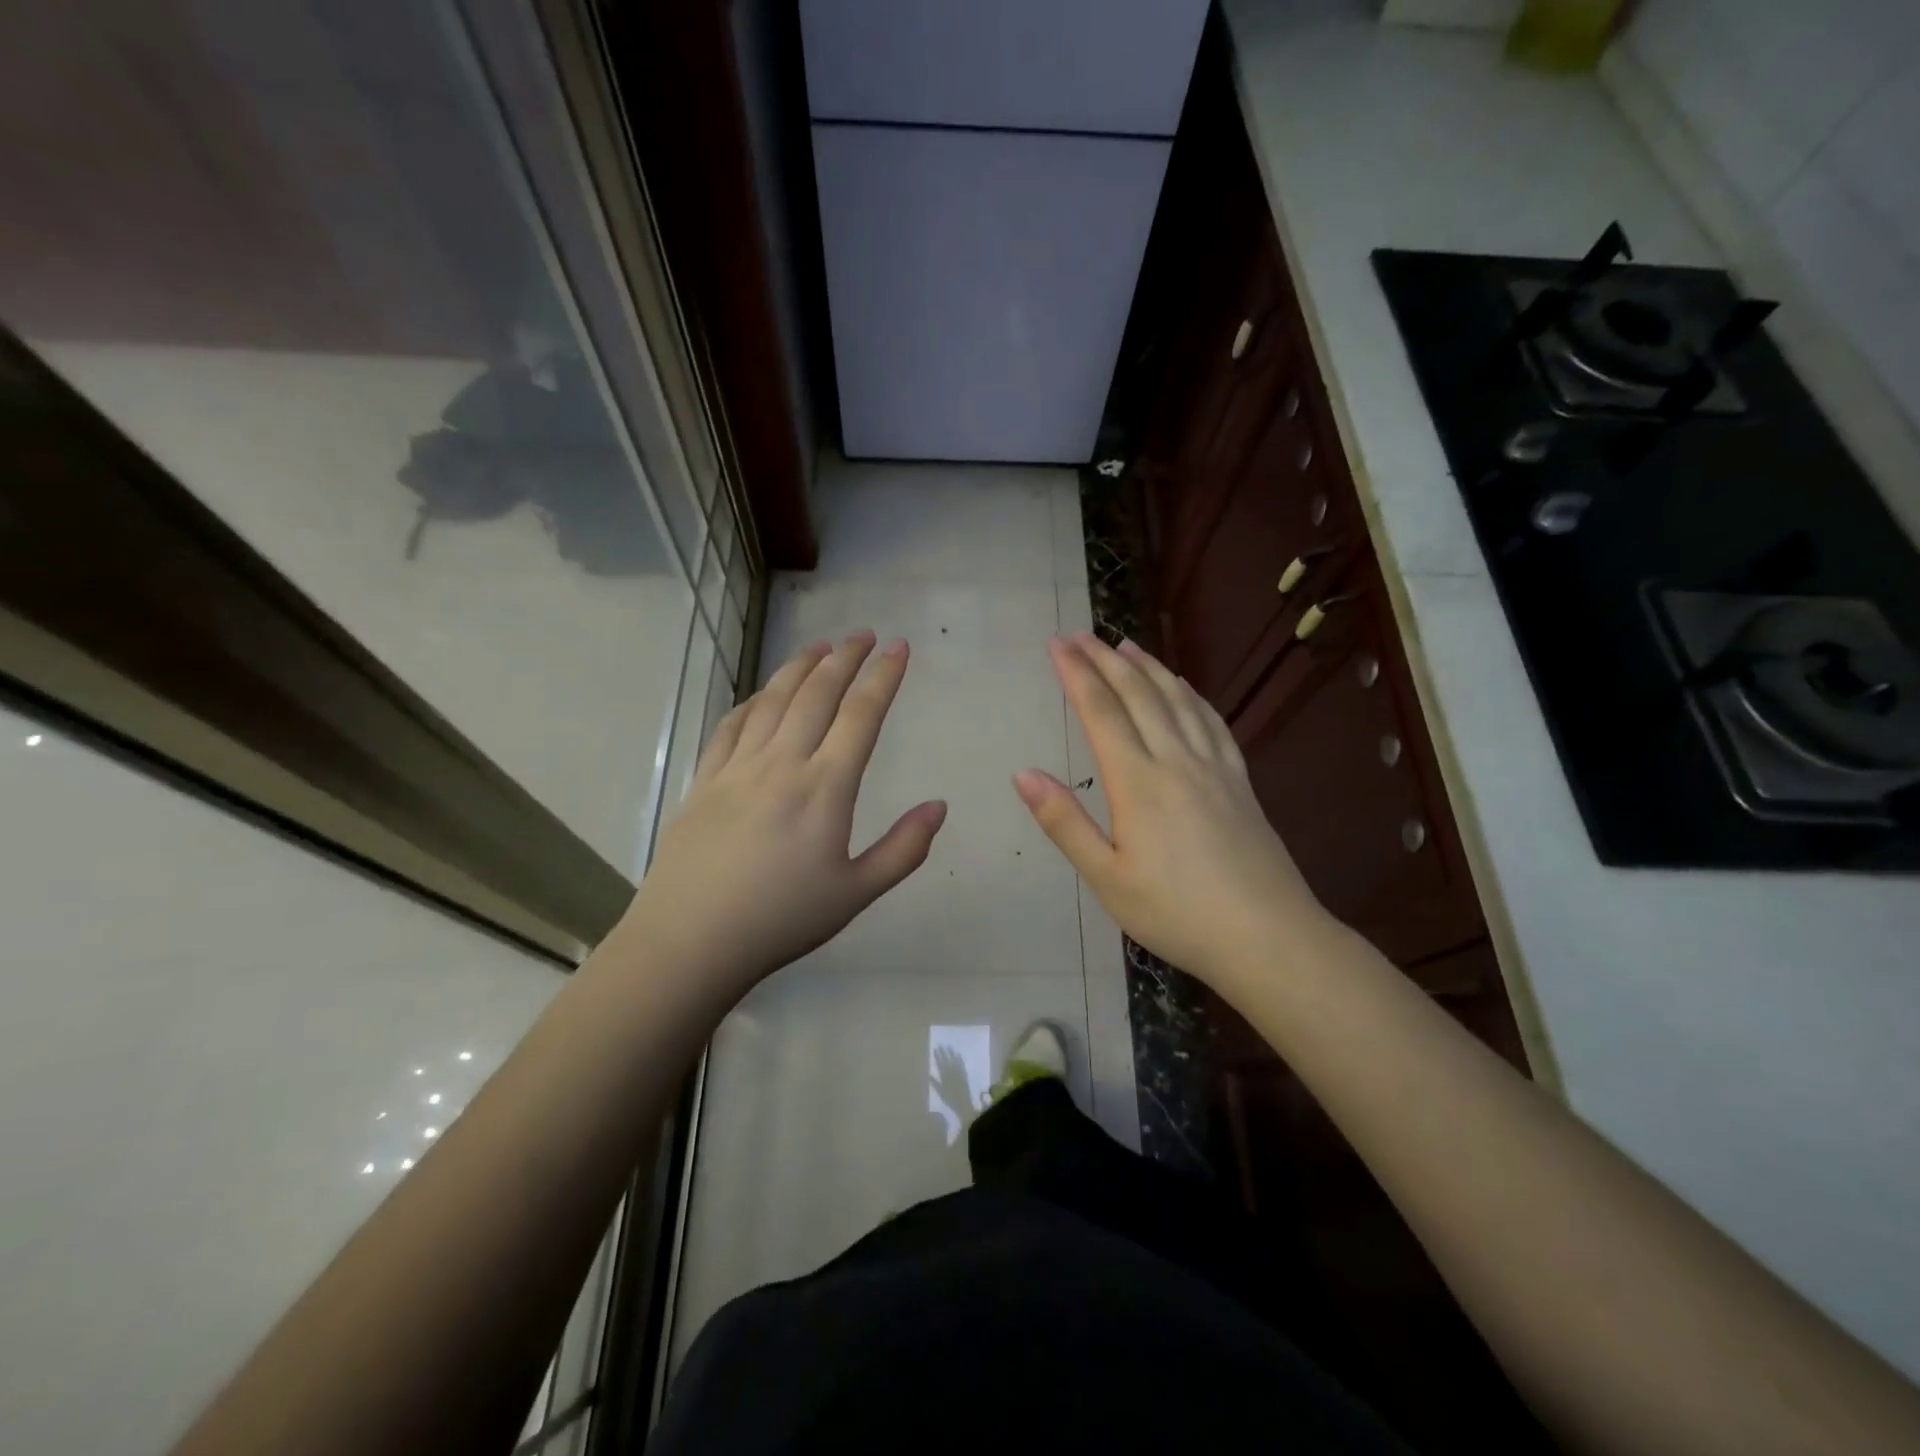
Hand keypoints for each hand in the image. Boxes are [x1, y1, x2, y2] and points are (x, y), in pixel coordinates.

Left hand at [618, 632, 946, 995]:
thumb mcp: (856, 894)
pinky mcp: (704, 781)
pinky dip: (751, 702)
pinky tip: (760, 697)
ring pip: (772, 700)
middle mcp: (782, 763)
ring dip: (799, 668)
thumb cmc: (781, 919)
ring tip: (819, 647)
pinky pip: (730, 727)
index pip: (861, 715)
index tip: (899, 648)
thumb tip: (940, 806)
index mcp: (825, 787)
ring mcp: (737, 768)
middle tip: (863, 634)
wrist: (690, 941)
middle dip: (844, 658)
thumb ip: (904, 849)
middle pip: (816, 694)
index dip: (883, 677)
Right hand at [930, 1045, 978, 1130]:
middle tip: (941, 1044)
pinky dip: (960, 1059)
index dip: (938, 1056)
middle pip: (947, 1060)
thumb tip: (929, 1075)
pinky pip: (962, 1064)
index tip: (935, 1049)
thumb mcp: (941, 1093)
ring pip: (954, 1060)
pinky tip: (958, 1054)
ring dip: (951, 1053)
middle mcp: (952, 1073)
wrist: (963, 1104)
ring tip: (949, 1046)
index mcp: (945, 1077)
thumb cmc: (950, 1100)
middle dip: (943, 1052)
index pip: (940, 1064)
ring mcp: (959, 1073)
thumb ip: (935, 1084)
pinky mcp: (964, 1074)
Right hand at [1014, 633, 1330, 987]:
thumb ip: (1064, 822)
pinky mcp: (1239, 779)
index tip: (1056, 644)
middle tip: (1080, 634)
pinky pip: (1211, 720)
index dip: (1076, 673)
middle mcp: (1176, 760)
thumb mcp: (1107, 878)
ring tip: (1125, 645)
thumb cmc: (1176, 913)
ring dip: (1148, 668)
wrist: (1267, 936)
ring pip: (1177, 699)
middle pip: (1138, 694)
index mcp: (1138, 782)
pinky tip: (1183, 687)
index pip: (1101, 712)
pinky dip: (1191, 694)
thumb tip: (1023, 773)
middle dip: (1105, 660)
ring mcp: (1213, 766)